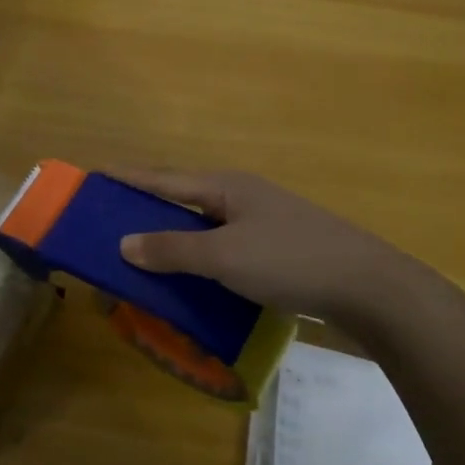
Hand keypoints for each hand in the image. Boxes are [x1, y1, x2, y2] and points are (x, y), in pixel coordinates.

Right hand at [114, 168, 436, 331]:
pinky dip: (197, 259)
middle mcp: (239, 197)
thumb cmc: (291, 261)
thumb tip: (124, 243)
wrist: (371, 288)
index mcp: (224, 187)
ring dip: (171, 239)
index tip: (93, 176)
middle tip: (107, 224)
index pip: (162, 179)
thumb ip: (172, 250)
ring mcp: (260, 222)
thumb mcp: (224, 257)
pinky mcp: (275, 249)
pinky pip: (221, 248)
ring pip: (202, 227)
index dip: (126, 179)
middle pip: (180, 200)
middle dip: (144, 211)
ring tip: (139, 254)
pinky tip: (188, 279)